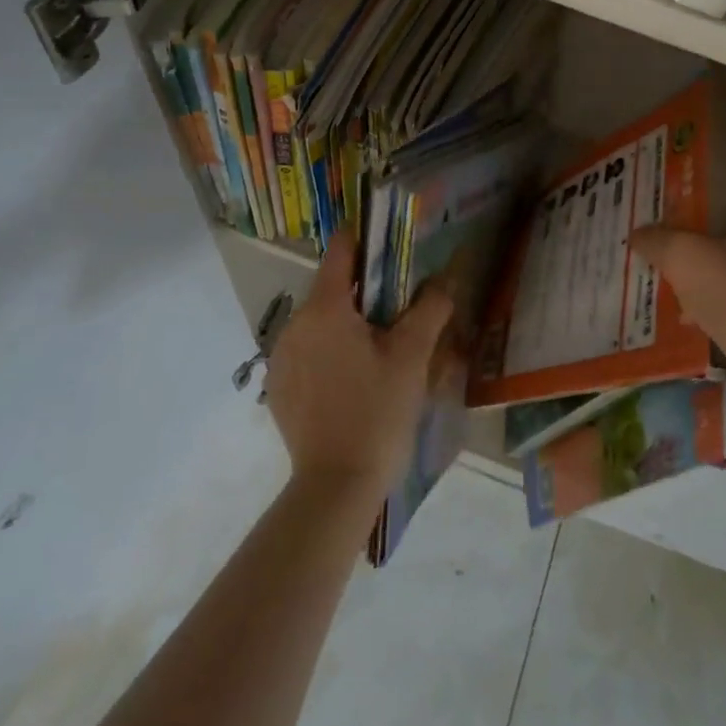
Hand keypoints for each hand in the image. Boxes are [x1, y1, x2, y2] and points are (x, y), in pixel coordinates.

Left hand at [264, 234, 453, 507]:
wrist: (336, 486)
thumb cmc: (378, 411)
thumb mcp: (413, 355)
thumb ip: (430, 307)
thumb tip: (446, 278)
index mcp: (325, 309)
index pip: (341, 251)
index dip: (365, 238)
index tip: (391, 240)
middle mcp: (294, 325)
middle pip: (333, 288)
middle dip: (366, 289)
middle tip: (402, 303)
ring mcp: (282, 358)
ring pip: (320, 321)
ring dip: (349, 322)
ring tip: (383, 343)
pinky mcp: (279, 387)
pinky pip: (309, 351)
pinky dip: (331, 350)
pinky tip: (356, 377)